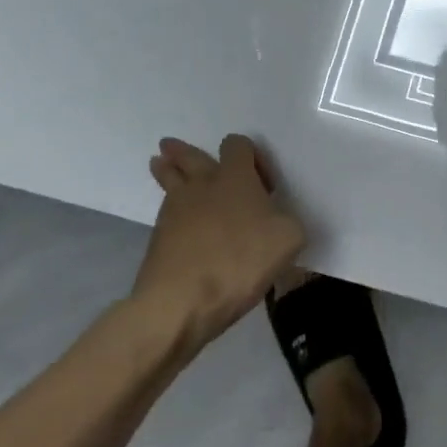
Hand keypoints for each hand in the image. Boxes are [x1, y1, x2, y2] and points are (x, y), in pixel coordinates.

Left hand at [133, 135, 305, 350]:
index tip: (264, 184)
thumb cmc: (241, 261)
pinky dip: (171, 208)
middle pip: (189, 156)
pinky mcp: (158, 238)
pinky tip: (178, 218)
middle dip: (183, 151)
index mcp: (235, 178)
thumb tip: (277, 221)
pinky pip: (166, 212)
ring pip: (169, 180)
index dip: (252, 156)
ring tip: (161, 164)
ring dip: (167, 170)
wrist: (181, 301)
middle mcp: (202, 185)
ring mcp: (174, 211)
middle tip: (172, 146)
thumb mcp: (289, 239)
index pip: (237, 145)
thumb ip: (288, 221)